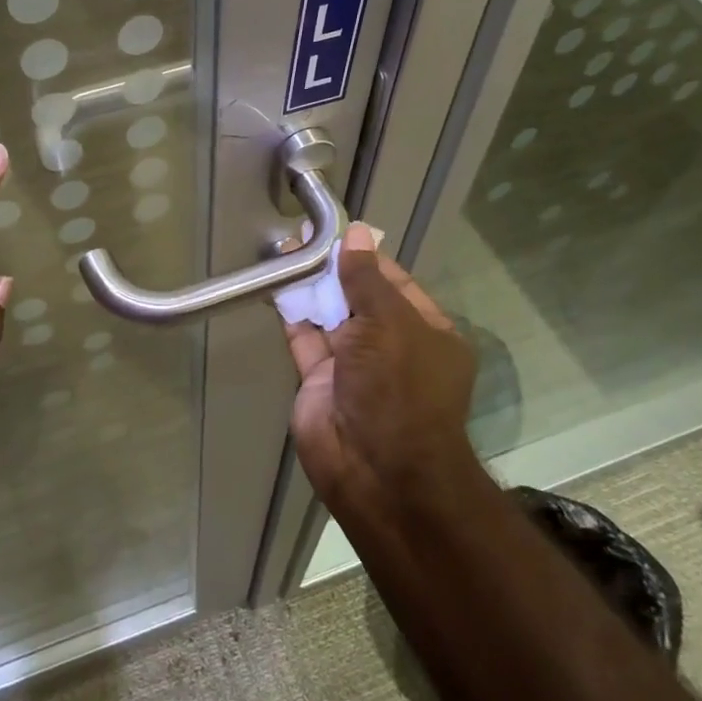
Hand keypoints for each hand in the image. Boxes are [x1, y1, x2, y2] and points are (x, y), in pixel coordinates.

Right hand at [282, 222, 479, 504]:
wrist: (376, 468)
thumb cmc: (399, 387)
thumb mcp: (390, 323)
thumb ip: (366, 279)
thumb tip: (357, 233)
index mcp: (426, 333)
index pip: (395, 284)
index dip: (366, 257)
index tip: (338, 232)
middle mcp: (390, 347)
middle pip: (359, 298)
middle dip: (333, 269)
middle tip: (302, 235)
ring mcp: (353, 367)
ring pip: (328, 317)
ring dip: (309, 287)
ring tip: (284, 250)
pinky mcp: (319, 382)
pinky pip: (304, 340)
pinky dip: (291, 314)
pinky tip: (276, 284)